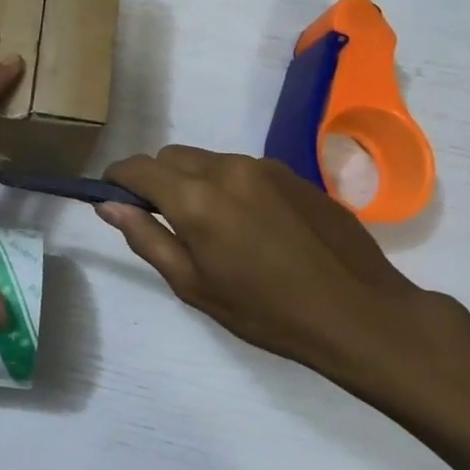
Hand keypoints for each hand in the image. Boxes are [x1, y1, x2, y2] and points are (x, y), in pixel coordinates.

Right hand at [98, 146, 440, 391]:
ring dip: (195, 182)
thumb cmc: (266, 311)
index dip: (118, 178)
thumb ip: (146, 238)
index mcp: (196, 198)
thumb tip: (109, 205)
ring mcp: (264, 166)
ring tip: (215, 228)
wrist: (360, 313)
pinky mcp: (294, 174)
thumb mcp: (193, 284)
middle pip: (171, 156)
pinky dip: (230, 186)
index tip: (113, 197)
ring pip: (208, 160)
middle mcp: (226, 168)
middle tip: (167, 222)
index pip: (138, 167)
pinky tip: (253, 226)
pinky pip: (243, 169)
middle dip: (157, 179)